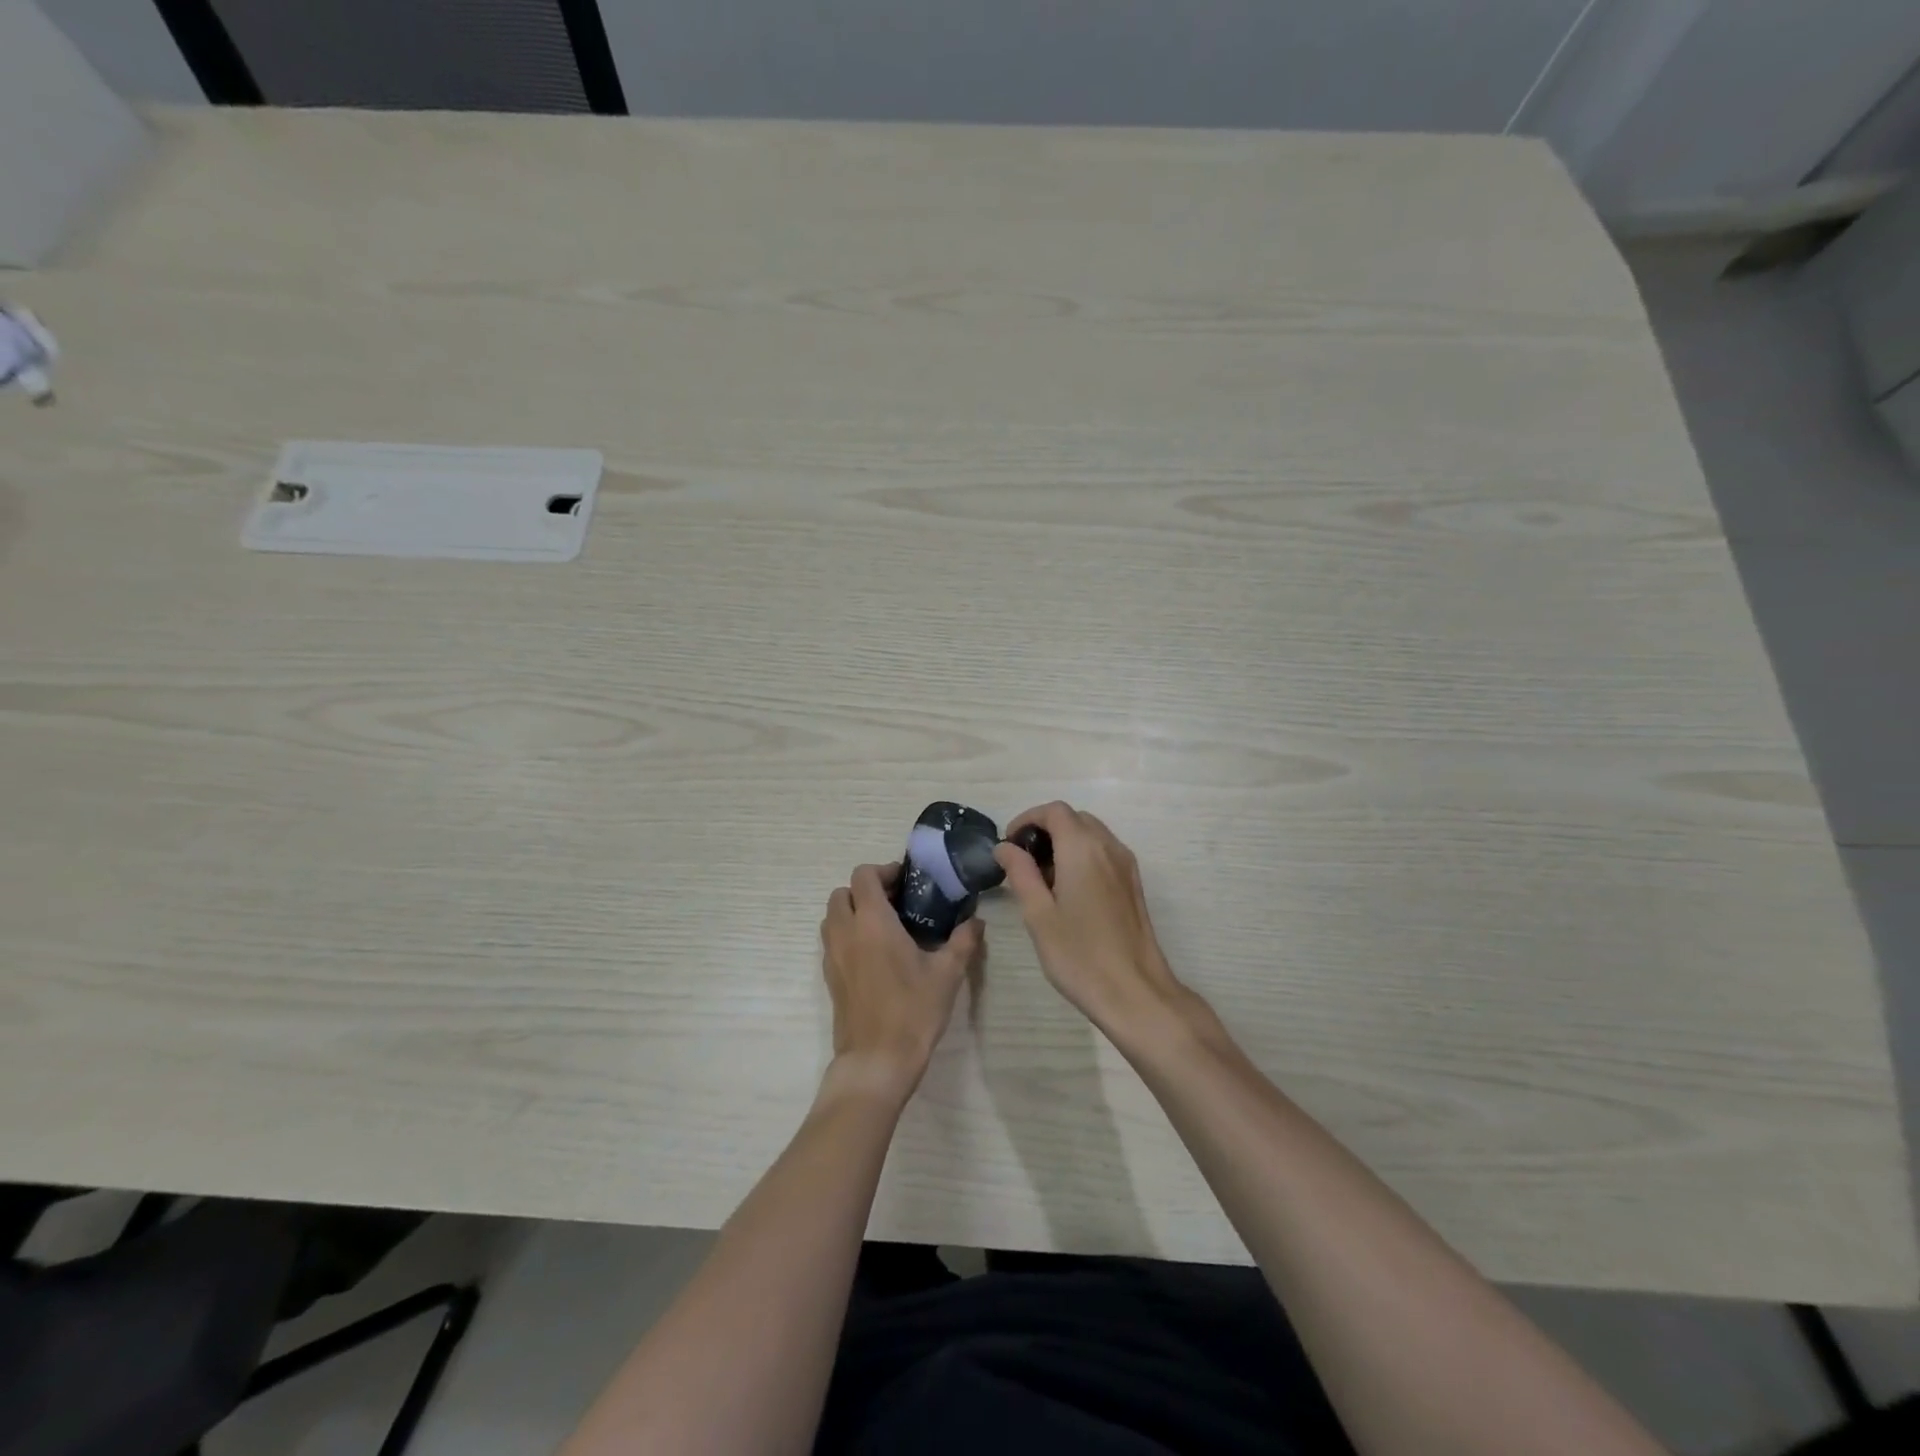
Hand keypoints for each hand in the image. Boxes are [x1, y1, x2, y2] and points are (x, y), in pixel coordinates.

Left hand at [820, 863, 982, 1100]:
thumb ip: (963, 941)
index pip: (864, 876)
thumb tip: (976, 921)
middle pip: (842, 892)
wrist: (877, 1061)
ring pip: (833, 916)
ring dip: (853, 911)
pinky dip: (847, 934)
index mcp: (873, 922)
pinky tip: (875, 955)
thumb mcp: (947, 974)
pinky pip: (832, 941)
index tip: (907, 883)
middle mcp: (846, 932)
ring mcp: (832, 955)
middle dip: (866, 890)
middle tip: (896, 903)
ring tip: (885, 926)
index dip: (884, 871)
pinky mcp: (829, 977)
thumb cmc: (913, 1011)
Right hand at [993, 803, 1197, 1046]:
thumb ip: (1020, 873)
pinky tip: (1068, 892)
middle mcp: (1109, 847)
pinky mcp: (1133, 884)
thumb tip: (1005, 847)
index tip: (1009, 845)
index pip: (1054, 811)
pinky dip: (1082, 856)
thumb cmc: (1079, 955)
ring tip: (1042, 880)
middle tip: (1022, 863)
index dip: (1027, 819)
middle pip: (1074, 818)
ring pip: (1091, 834)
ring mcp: (1126, 865)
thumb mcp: (1038, 914)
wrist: (1135, 992)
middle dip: (1045, 830)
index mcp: (1083, 848)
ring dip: (1064, 843)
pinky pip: (1104, 853)